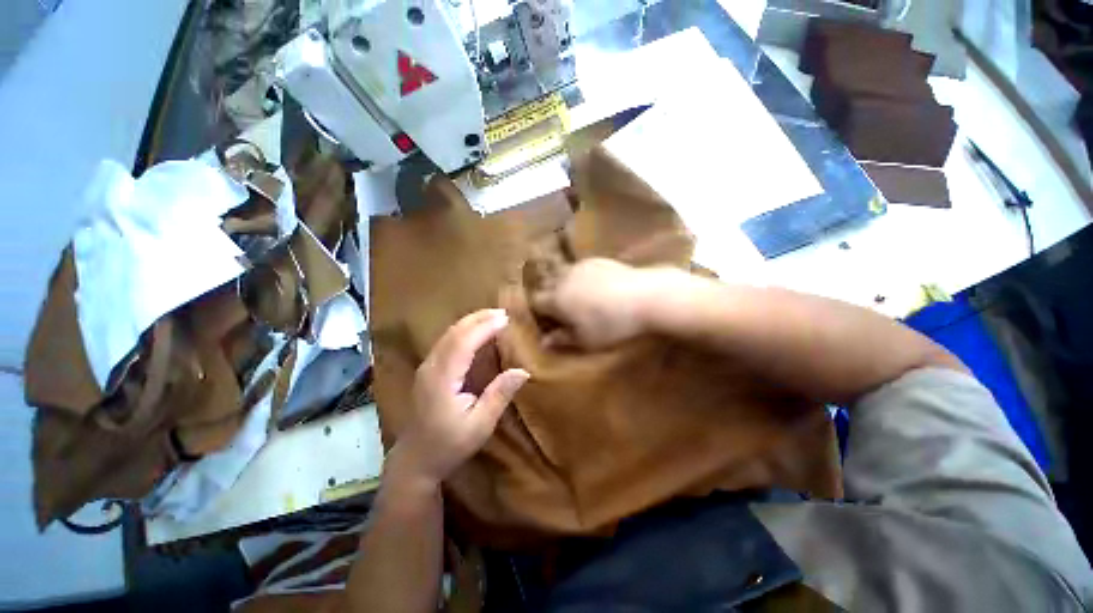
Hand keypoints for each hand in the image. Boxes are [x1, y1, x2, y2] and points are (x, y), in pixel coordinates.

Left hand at [386, 309, 529, 492]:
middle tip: (503, 312)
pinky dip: (464, 331)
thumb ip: (499, 395)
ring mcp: (427, 367)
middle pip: (453, 333)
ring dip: (471, 322)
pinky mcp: (428, 370)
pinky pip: (447, 341)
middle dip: (478, 318)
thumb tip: (523, 371)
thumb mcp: (480, 425)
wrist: (415, 460)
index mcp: (442, 380)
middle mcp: (431, 367)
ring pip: (448, 334)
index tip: (506, 319)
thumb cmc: (449, 445)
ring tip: (493, 316)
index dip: (484, 327)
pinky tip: (477, 331)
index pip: (463, 343)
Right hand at [531, 258, 674, 349]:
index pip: (537, 301)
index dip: (539, 311)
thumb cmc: (612, 324)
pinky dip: (581, 277)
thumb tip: (544, 342)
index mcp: (557, 298)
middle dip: (550, 295)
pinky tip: (596, 286)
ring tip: (579, 296)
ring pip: (563, 273)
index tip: (548, 319)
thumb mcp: (586, 340)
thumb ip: (563, 339)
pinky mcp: (598, 260)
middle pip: (547, 284)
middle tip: (563, 309)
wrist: (646, 297)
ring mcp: (581, 266)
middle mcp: (564, 278)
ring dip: (565, 284)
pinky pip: (581, 268)